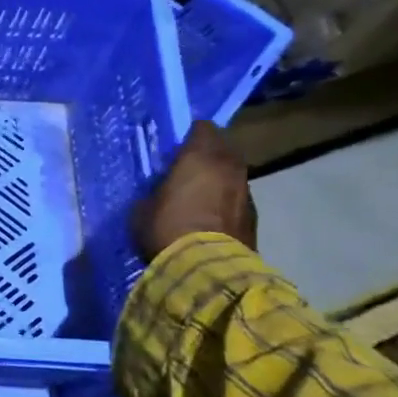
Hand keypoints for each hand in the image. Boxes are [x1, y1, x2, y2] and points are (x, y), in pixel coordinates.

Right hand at [132, 121, 256, 261]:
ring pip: (231, 175)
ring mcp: (246, 192)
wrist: (205, 268)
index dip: (189, 136)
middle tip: (186, 169)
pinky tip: (209, 220)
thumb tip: (160, 190)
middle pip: (222, 148)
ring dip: (218, 181)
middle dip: (207, 155)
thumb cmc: (167, 228)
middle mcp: (229, 166)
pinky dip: (225, 204)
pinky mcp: (254, 218)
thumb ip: (155, 190)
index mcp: (201, 156)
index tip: (174, 148)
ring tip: (198, 197)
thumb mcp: (144, 206)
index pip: (202, 128)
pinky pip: (236, 200)